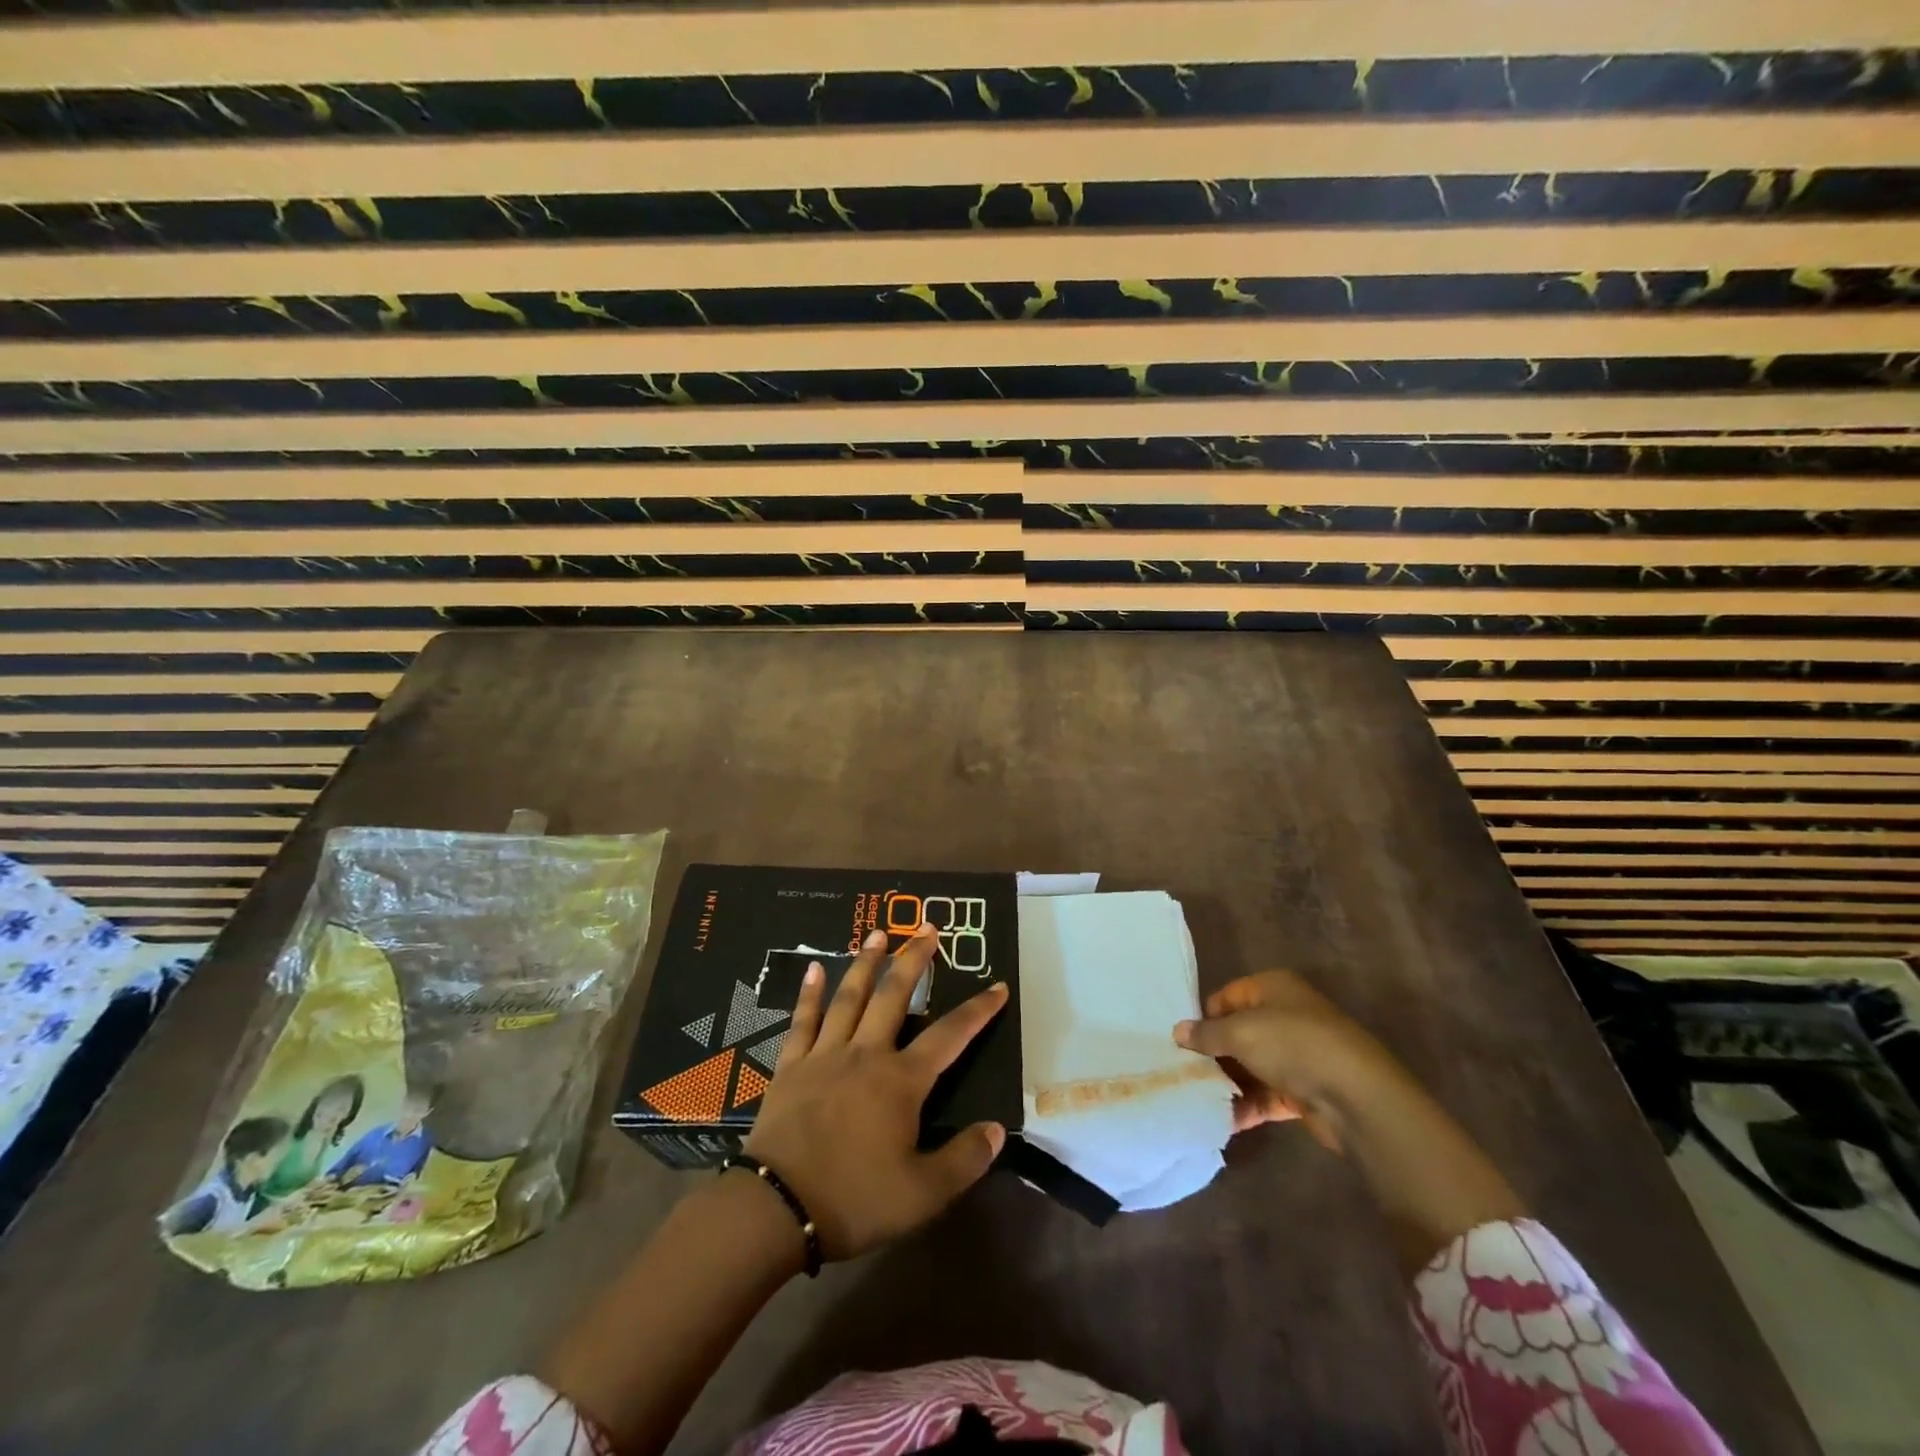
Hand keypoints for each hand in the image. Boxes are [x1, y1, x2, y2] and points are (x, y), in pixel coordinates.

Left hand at [744, 922, 1008, 1260]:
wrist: (776, 1208)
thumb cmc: (853, 1199)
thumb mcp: (922, 1194)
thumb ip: (963, 1159)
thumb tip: (997, 1129)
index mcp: (901, 1081)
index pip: (950, 1036)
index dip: (978, 1011)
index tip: (998, 985)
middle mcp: (866, 1054)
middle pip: (895, 995)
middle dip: (915, 959)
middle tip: (928, 928)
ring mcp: (825, 1055)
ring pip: (849, 997)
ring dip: (866, 962)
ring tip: (879, 933)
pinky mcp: (791, 1066)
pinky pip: (803, 1021)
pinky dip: (809, 994)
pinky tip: (813, 969)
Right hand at [1174, 968, 1401, 1148]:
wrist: (1357, 1097)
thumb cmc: (1294, 1046)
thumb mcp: (1241, 1033)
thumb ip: (1207, 1033)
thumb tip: (1177, 1031)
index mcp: (1273, 988)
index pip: (1227, 997)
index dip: (1204, 1017)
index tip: (1182, 1042)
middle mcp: (1286, 1016)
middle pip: (1239, 1032)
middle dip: (1214, 1054)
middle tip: (1184, 1073)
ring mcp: (1298, 1055)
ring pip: (1252, 1066)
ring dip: (1229, 1083)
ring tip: (1197, 1100)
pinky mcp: (1306, 1091)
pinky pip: (1268, 1095)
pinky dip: (1248, 1106)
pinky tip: (1224, 1120)